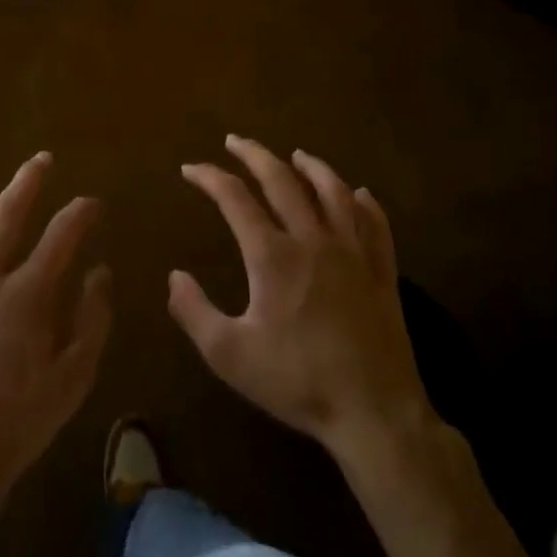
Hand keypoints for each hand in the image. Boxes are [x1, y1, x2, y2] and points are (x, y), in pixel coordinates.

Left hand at [0, 153, 110, 500]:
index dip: (80, 213)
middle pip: (7, 215)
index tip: (92, 203)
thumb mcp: (73, 379)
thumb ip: (92, 321)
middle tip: (40, 159)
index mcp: (27, 294)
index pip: (61, 236)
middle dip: (28, 181)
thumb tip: (101, 272)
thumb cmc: (18, 422)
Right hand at [169, 135, 431, 460]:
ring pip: (333, 192)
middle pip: (282, 180)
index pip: (234, 198)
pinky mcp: (382, 273)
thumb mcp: (230, 355)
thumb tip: (174, 276)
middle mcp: (312, 240)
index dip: (209, 177)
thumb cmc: (297, 382)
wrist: (374, 415)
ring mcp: (353, 253)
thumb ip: (194, 312)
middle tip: (236, 141)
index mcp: (273, 255)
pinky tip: (358, 194)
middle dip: (255, 155)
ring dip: (311, 167)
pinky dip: (364, 203)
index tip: (190, 168)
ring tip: (296, 155)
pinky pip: (375, 226)